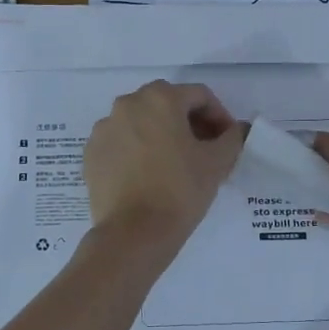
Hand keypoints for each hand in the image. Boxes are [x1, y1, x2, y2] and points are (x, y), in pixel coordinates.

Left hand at [83, 80, 242, 248]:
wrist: (133, 233)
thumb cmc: (180, 190)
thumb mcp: (217, 162)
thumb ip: (233, 137)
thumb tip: (238, 129)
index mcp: (160, 98)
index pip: (199, 96)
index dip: (219, 116)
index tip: (227, 141)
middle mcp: (127, 104)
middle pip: (167, 104)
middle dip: (189, 122)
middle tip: (204, 150)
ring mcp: (104, 128)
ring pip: (141, 122)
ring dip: (161, 134)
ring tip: (175, 163)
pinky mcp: (91, 153)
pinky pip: (120, 142)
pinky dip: (136, 150)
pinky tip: (148, 175)